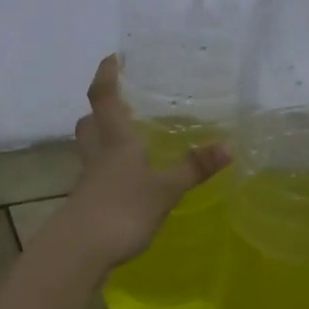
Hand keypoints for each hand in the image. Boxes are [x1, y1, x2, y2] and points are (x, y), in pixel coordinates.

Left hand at [62, 56, 228, 268]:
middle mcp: (98, 154)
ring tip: (128, 138)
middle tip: (121, 102)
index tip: (115, 57)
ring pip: (91, 148)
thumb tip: (228, 146)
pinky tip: (127, 180)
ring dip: (103, 137)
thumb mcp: (165, 189)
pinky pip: (97, 174)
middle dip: (101, 108)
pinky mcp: (88, 203)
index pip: (104, 97)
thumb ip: (194, 168)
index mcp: (115, 141)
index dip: (107, 75)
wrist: (80, 251)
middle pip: (90, 122)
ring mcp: (89, 180)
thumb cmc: (121, 210)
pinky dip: (109, 169)